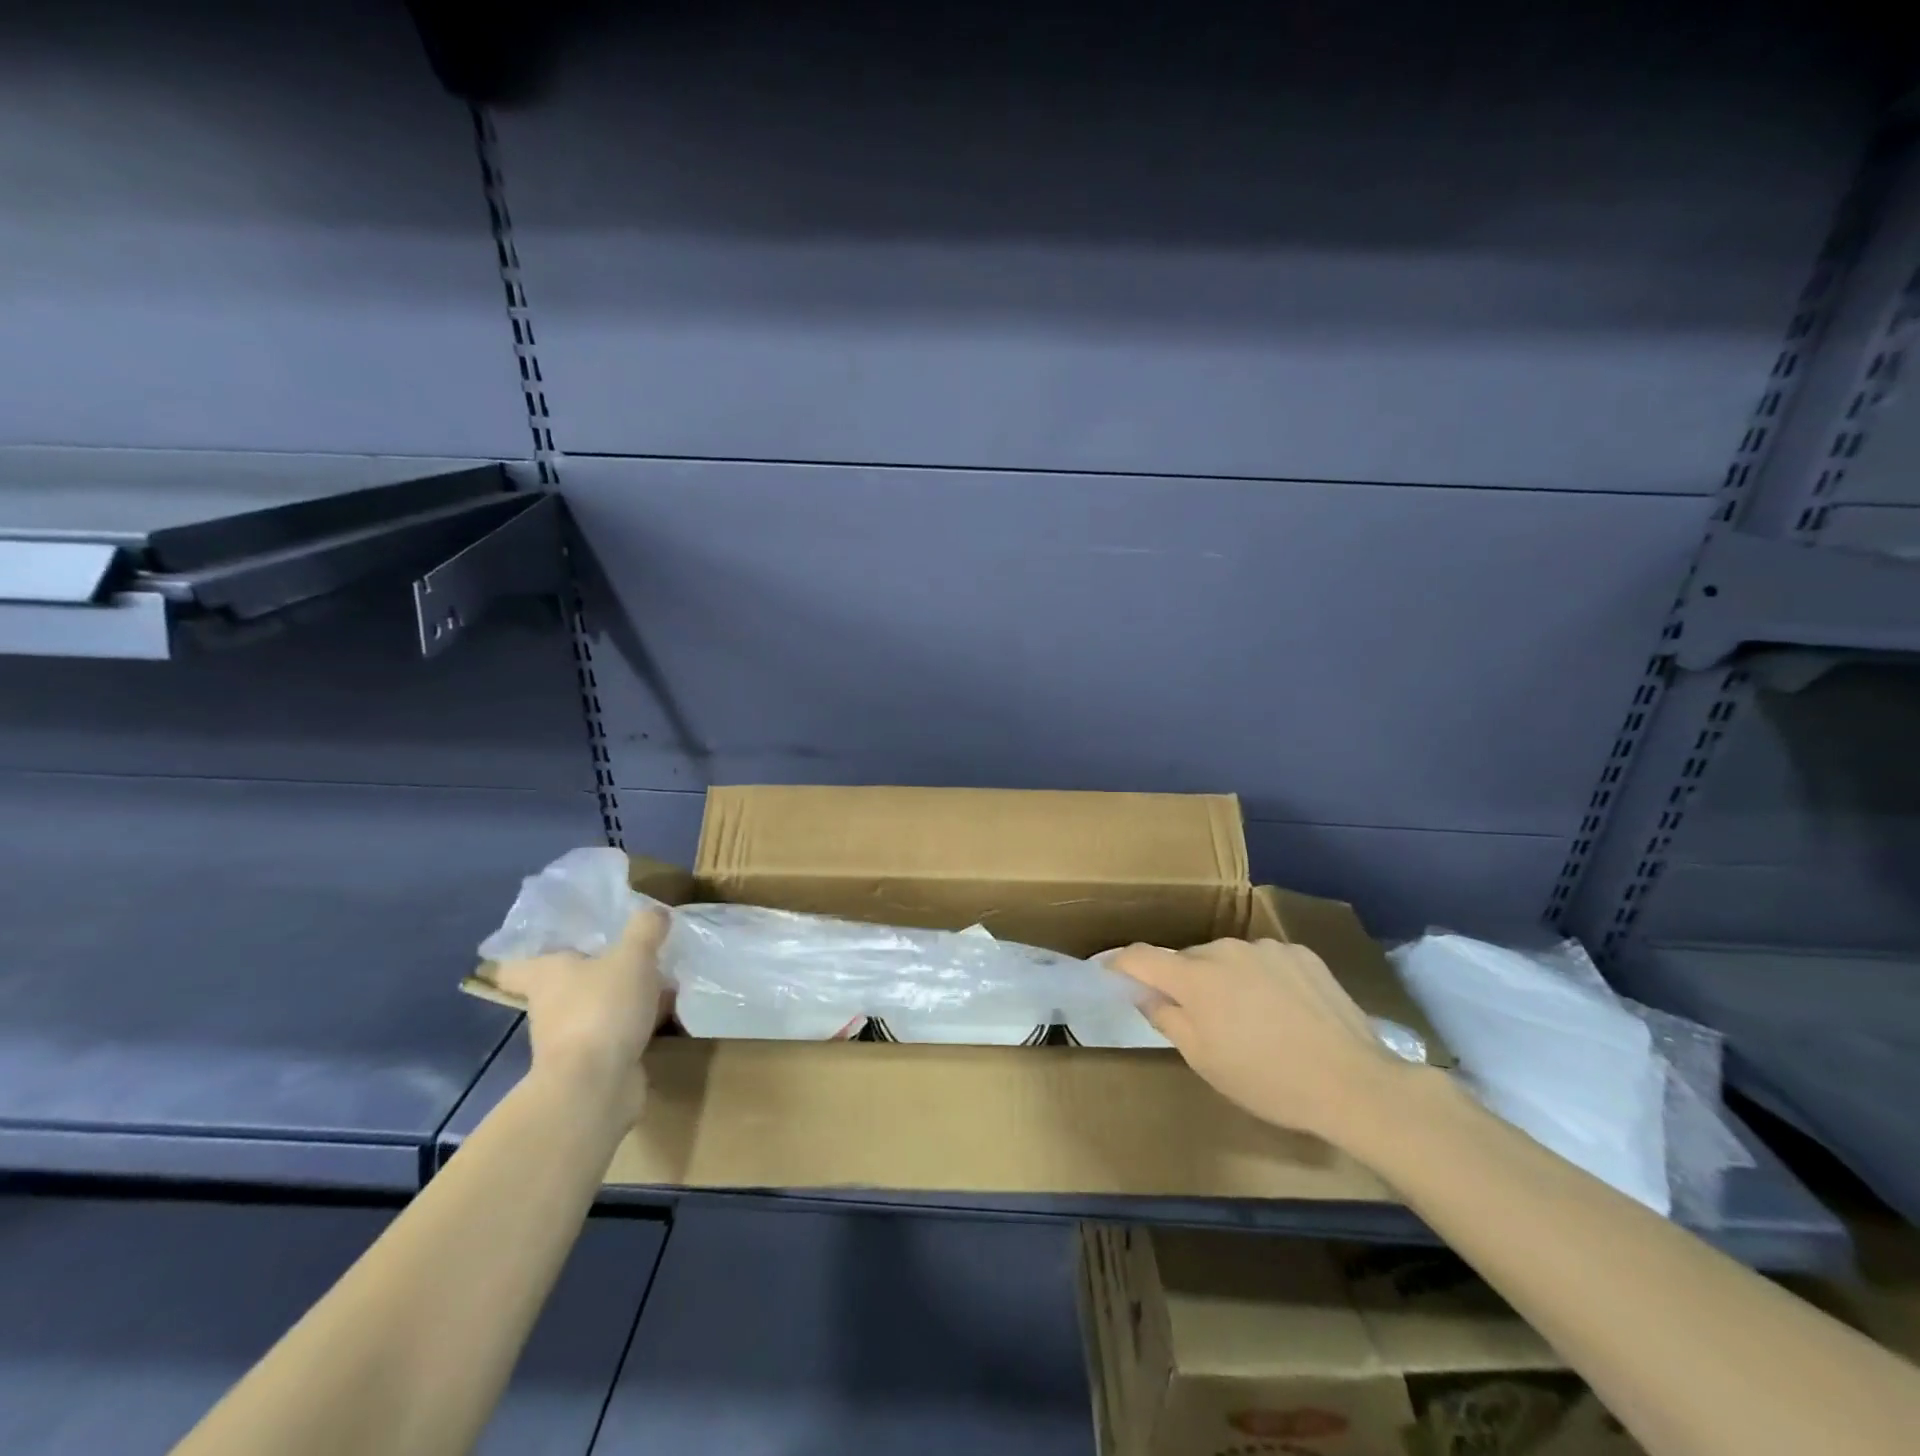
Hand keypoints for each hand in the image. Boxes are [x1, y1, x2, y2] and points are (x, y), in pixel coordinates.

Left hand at [489, 910, 668, 1127]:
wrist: (596, 1087)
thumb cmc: (602, 1009)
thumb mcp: (633, 956)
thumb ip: (645, 929)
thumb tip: (655, 911)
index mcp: (546, 976)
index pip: (516, 964)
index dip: (528, 952)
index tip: (551, 942)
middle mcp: (549, 1007)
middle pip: (564, 984)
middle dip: (593, 970)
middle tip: (627, 951)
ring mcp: (569, 1039)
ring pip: (594, 1007)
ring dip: (620, 997)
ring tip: (659, 979)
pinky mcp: (594, 1063)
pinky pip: (616, 1032)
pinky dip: (636, 1023)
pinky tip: (665, 1012)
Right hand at [1110, 938, 1418, 1146]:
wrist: (1354, 1084)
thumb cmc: (1267, 1080)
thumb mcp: (1205, 1060)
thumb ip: (1167, 1018)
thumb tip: (1145, 993)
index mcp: (1196, 977)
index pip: (1141, 956)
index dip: (1120, 964)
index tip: (1112, 975)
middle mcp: (1226, 949)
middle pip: (1188, 959)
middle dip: (1184, 982)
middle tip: (1199, 1019)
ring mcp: (1267, 948)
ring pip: (1227, 958)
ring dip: (1225, 979)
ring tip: (1250, 1019)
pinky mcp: (1301, 953)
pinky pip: (1264, 960)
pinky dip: (1261, 978)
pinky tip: (1284, 1010)